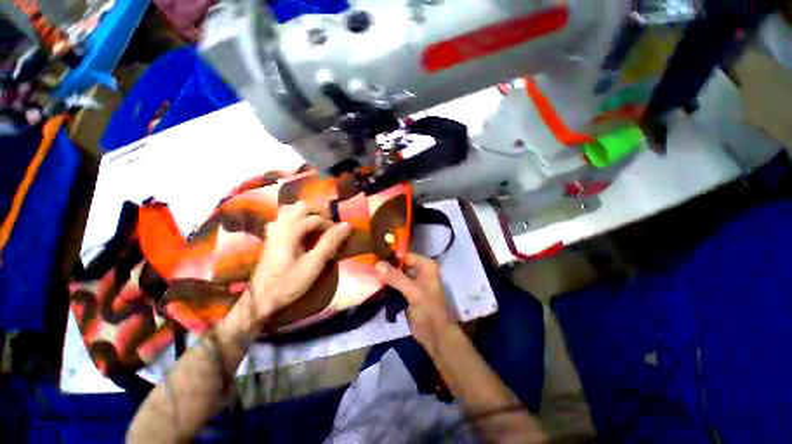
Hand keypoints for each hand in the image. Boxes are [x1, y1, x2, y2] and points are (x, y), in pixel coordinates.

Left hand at [227, 202, 351, 335]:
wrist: (261, 300)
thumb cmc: (289, 283)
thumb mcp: (314, 265)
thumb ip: (330, 243)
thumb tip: (346, 225)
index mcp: (290, 232)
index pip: (315, 218)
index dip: (330, 224)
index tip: (339, 235)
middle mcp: (280, 226)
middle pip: (301, 206)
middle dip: (319, 212)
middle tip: (330, 223)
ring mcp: (273, 231)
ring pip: (290, 210)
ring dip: (306, 214)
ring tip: (317, 224)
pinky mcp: (271, 238)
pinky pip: (282, 219)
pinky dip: (295, 219)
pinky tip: (300, 231)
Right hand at [376, 253, 457, 354]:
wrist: (436, 336)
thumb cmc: (429, 310)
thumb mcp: (413, 292)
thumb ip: (396, 277)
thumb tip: (377, 264)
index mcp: (426, 266)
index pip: (405, 255)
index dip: (390, 256)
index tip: (372, 256)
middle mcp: (420, 271)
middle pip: (400, 264)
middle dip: (385, 266)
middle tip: (367, 265)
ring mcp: (413, 282)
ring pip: (396, 275)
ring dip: (384, 276)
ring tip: (367, 273)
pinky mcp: (407, 293)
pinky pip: (395, 285)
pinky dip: (386, 285)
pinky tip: (373, 284)